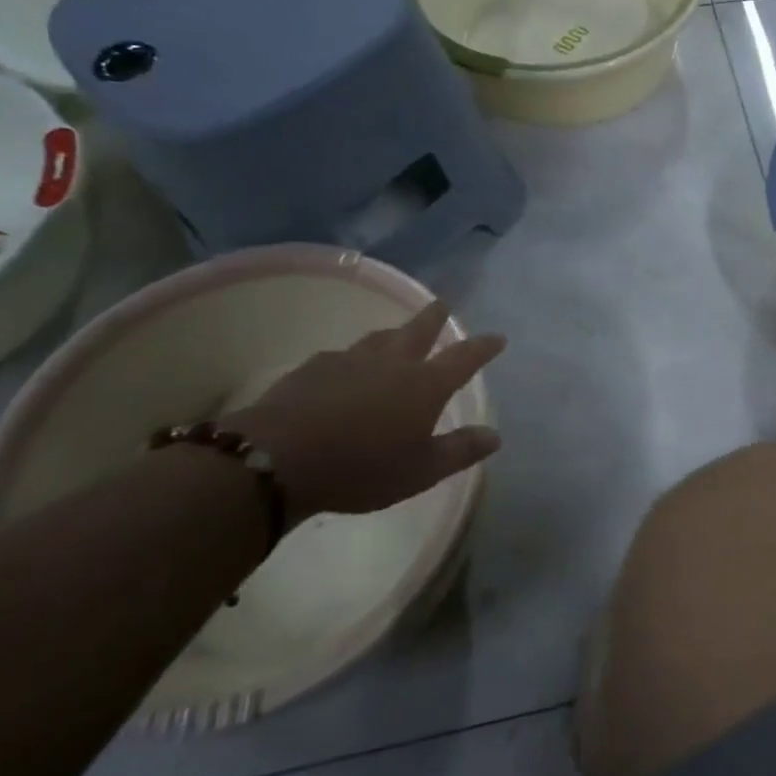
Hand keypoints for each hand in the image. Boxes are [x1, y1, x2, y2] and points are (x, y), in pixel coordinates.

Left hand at [227, 300, 505, 522]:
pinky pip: (342, 355)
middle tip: (443, 305)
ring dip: (394, 333)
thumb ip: (460, 450)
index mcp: (425, 385)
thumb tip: (494, 435)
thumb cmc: (362, 467)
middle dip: (434, 318)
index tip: (498, 337)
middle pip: (419, 331)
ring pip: (379, 338)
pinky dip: (354, 357)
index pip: (464, 357)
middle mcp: (392, 363)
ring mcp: (350, 361)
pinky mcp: (313, 368)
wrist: (278, 459)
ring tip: (397, 333)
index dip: (483, 347)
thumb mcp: (421, 471)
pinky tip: (346, 367)